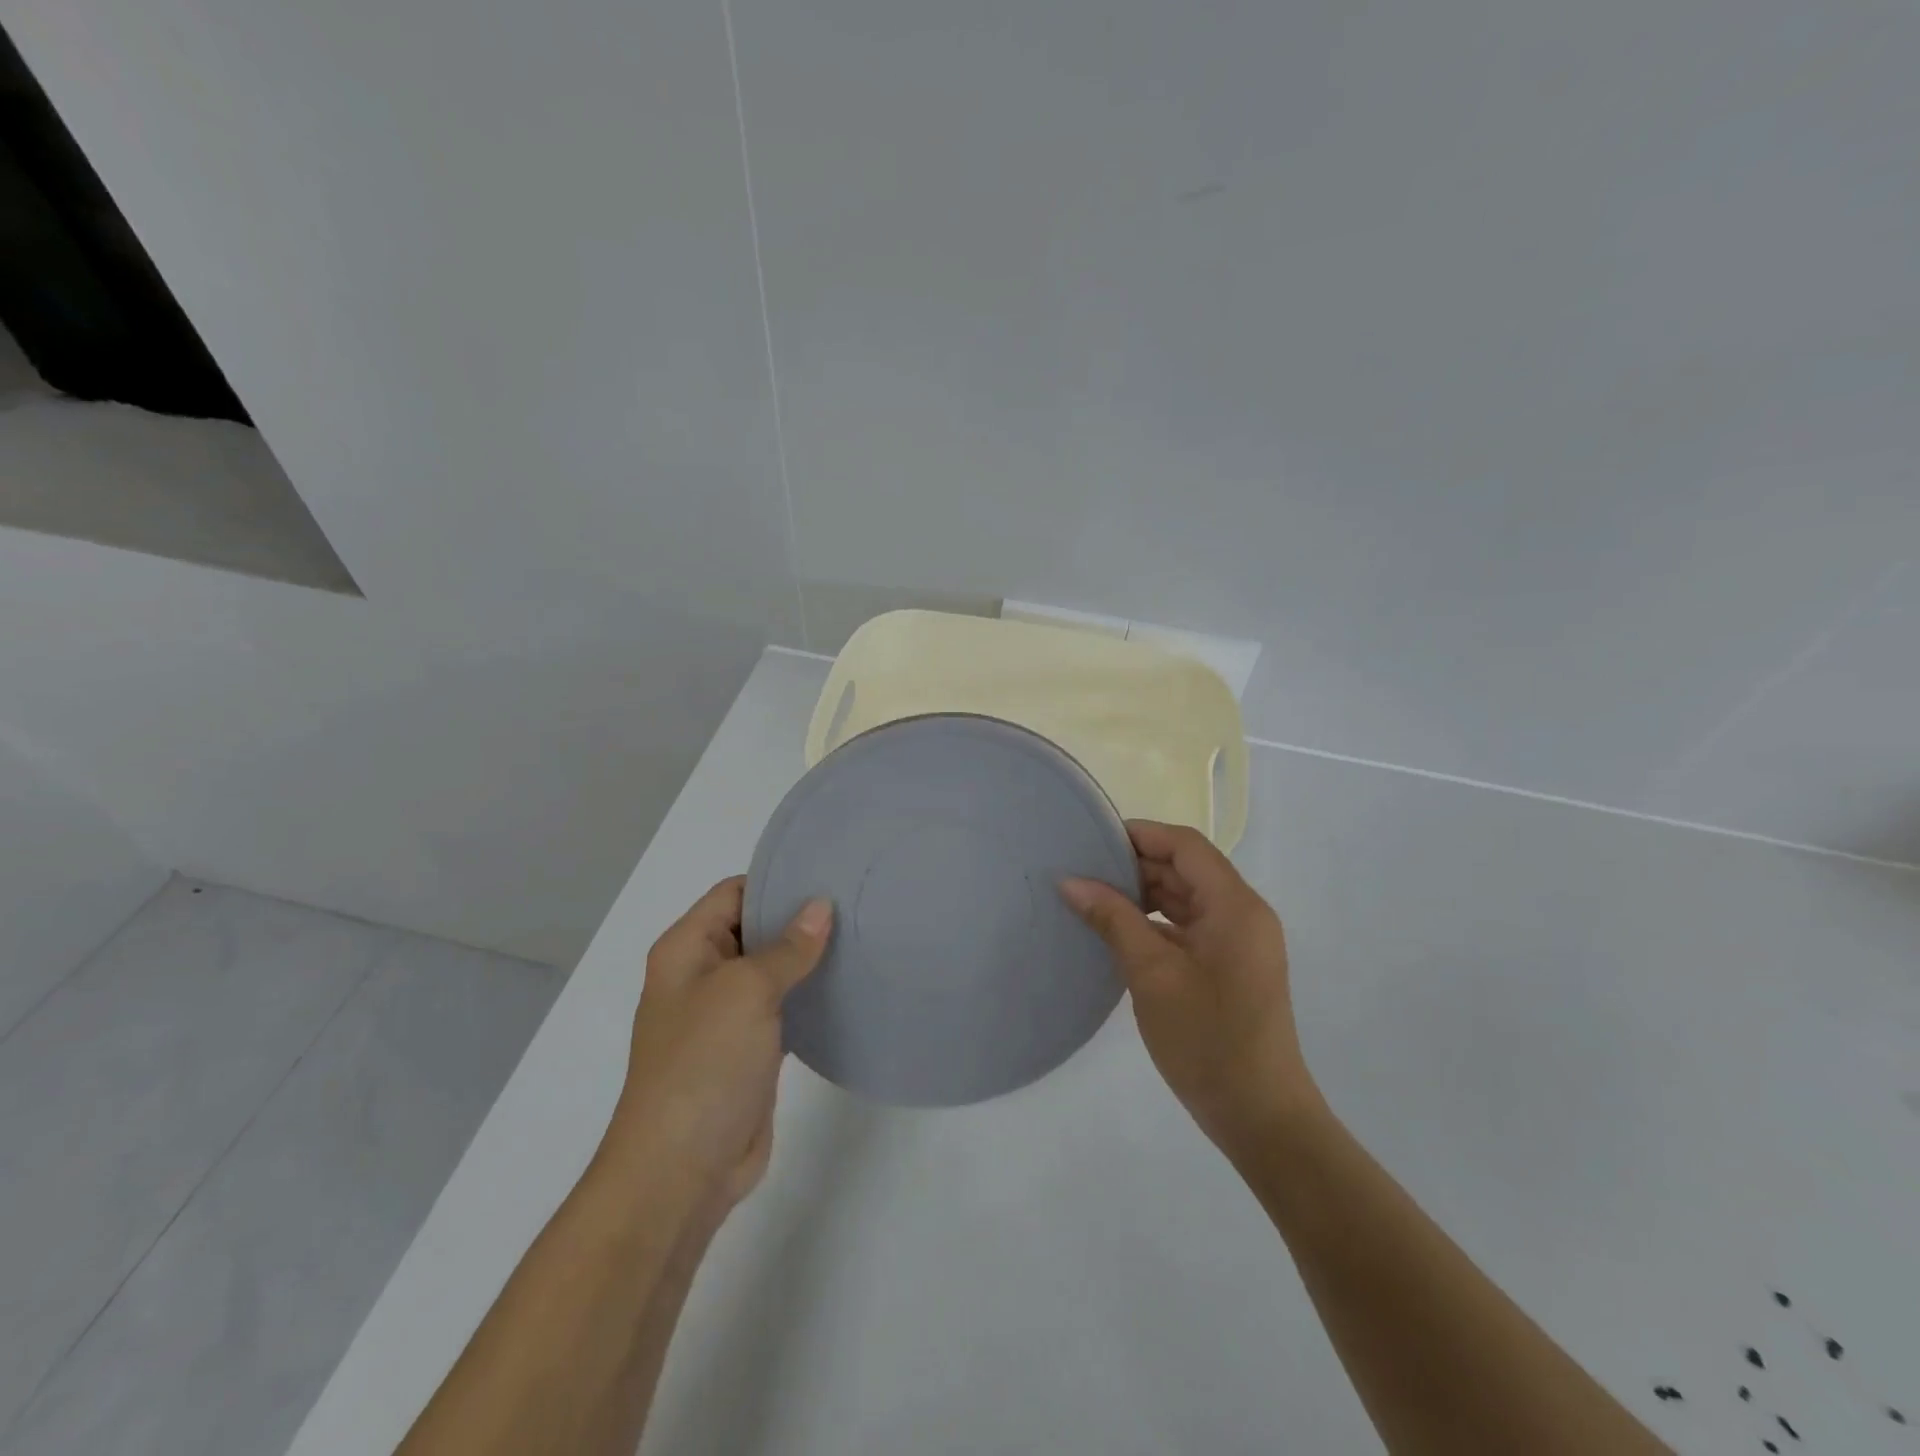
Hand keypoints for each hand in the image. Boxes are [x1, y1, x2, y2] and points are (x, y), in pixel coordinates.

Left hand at [606, 878, 831, 1213]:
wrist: (680, 1171)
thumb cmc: (704, 1064)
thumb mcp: (746, 991)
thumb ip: (787, 947)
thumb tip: (820, 906)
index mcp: (687, 949)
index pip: (734, 893)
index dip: (776, 881)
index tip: (828, 874)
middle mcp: (703, 975)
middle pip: (754, 929)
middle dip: (799, 918)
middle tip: (855, 903)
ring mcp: (725, 1015)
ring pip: (772, 970)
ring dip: (808, 959)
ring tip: (861, 938)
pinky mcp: (748, 1050)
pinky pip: (783, 1008)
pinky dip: (809, 996)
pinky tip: (847, 987)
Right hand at [1062, 821, 1318, 1158]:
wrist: (1261, 1118)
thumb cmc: (1207, 1040)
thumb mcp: (1152, 974)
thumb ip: (1113, 919)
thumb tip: (1071, 881)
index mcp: (1235, 906)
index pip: (1185, 846)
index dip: (1140, 835)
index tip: (1093, 840)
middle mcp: (1243, 914)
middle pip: (1186, 869)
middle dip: (1136, 866)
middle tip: (1083, 872)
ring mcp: (1239, 943)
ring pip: (1186, 899)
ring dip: (1144, 896)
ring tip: (1093, 899)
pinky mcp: (1230, 967)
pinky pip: (1189, 928)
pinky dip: (1155, 924)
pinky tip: (1118, 934)